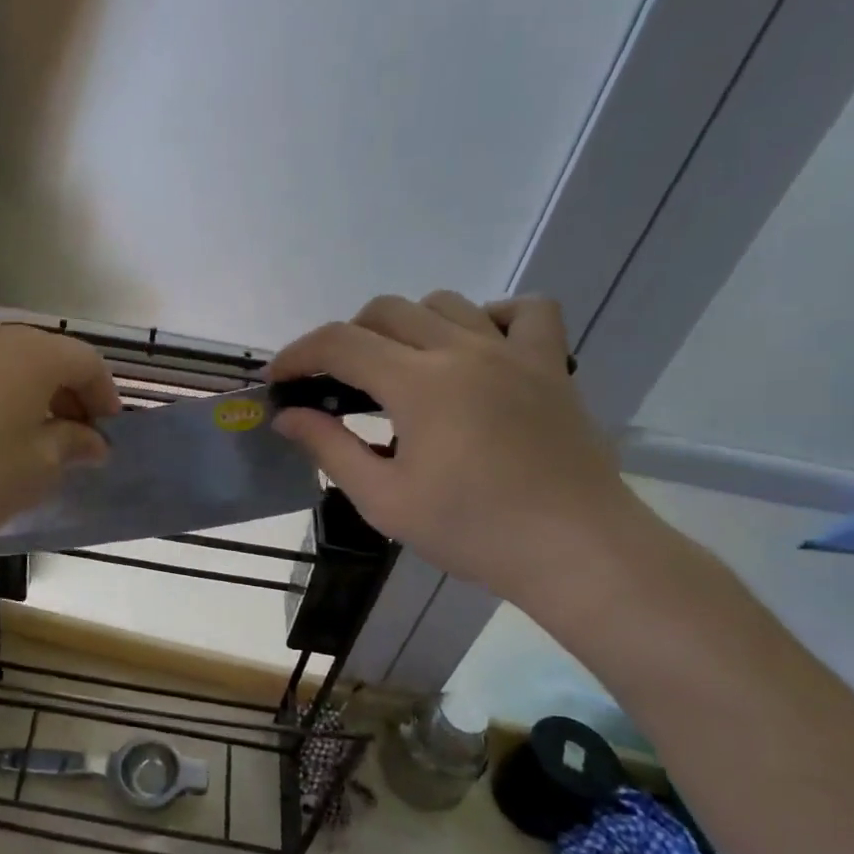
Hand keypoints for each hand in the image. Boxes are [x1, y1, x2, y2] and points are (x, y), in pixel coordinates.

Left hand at [0, 322, 121, 547]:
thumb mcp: (40, 467)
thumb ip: (74, 444)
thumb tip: (93, 441)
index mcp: (33, 352)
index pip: (86, 362)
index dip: (104, 397)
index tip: (107, 434)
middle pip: (45, 356)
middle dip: (67, 394)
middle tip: (73, 438)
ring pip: (5, 363)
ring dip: (28, 394)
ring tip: (29, 437)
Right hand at [268, 292, 632, 600]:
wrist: (576, 551)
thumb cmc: (472, 531)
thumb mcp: (384, 500)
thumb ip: (330, 448)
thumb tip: (288, 416)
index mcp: (419, 384)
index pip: (339, 343)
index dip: (298, 354)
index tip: (278, 380)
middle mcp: (463, 351)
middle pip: (385, 311)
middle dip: (344, 339)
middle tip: (333, 384)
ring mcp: (513, 352)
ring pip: (444, 303)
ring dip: (406, 326)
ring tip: (397, 369)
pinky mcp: (551, 365)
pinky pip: (526, 311)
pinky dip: (490, 317)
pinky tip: (474, 349)